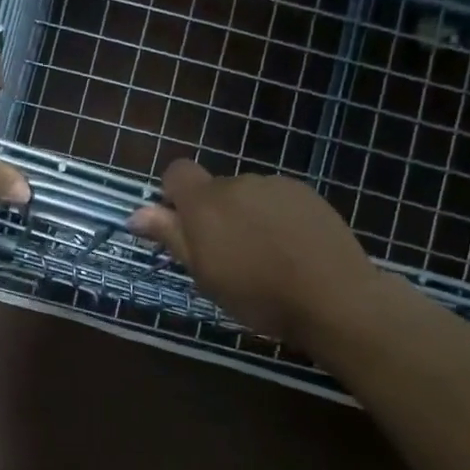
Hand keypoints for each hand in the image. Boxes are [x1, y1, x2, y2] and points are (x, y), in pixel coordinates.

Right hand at [128, 158, 383, 345]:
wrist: (332, 297)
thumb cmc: (256, 294)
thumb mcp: (204, 273)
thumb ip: (171, 236)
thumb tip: (136, 213)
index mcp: (206, 202)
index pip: (176, 172)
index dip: (173, 195)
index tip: (182, 229)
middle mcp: (239, 182)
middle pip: (214, 189)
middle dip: (213, 215)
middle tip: (225, 258)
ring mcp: (277, 186)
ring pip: (247, 196)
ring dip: (245, 217)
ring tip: (263, 258)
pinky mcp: (307, 195)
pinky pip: (277, 201)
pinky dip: (274, 220)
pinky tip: (290, 251)